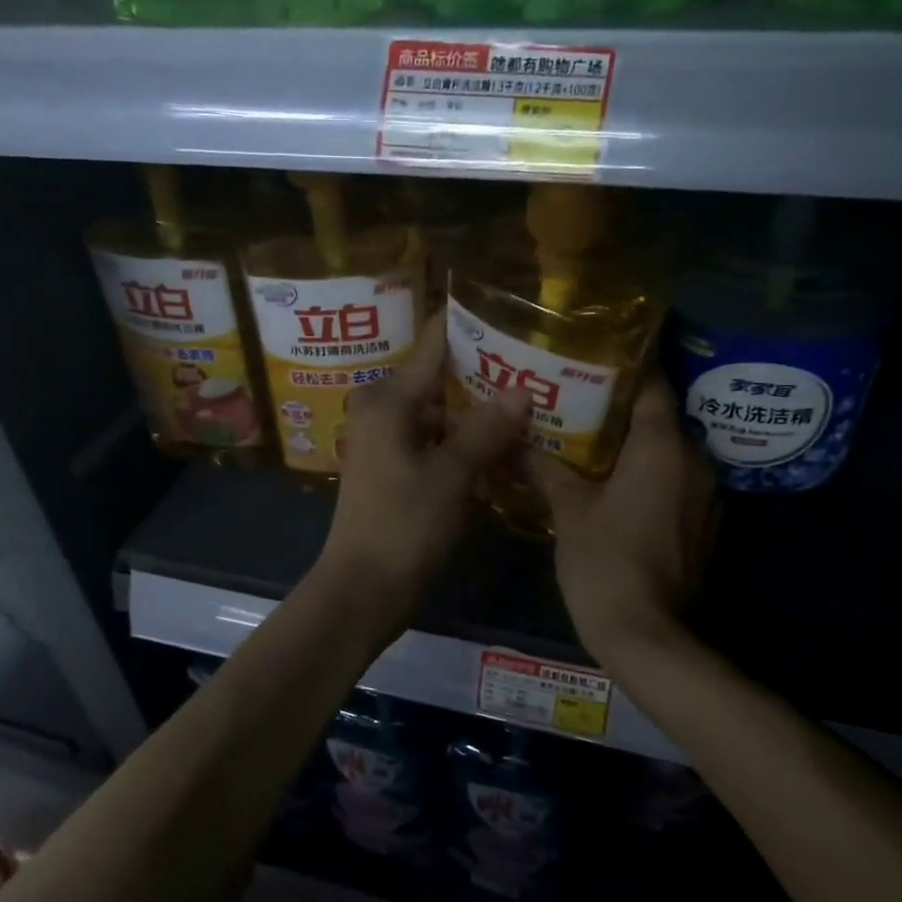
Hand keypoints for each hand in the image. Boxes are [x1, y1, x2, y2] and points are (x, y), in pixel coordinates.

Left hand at [313, 314, 529, 630]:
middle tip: (538, 361)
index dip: (472, 324)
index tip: (514, 313)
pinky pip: (437, 440)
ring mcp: (389, 440)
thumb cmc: (403, 525)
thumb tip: (522, 389)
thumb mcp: (451, 475)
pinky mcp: (397, 468)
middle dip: (486, 370)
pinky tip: (506, 441)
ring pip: (441, 411)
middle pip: (441, 376)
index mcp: (389, 398)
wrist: (363, 588)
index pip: (435, 342)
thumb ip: (486, 429)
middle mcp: (383, 409)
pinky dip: (466, 439)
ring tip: (533, 396)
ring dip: (479, 409)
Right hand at [531, 376, 714, 664]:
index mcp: (664, 447)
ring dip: (636, 448)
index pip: (652, 385)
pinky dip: (650, 478)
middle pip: (661, 419)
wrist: (647, 635)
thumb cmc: (605, 562)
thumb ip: (546, 467)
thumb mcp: (568, 511)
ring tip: (591, 444)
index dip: (623, 369)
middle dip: (621, 411)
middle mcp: (695, 462)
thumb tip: (516, 439)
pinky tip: (616, 488)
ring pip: (669, 454)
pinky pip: (676, 484)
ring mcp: (706, 497)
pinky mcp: (704, 526)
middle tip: (577, 405)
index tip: (590, 363)